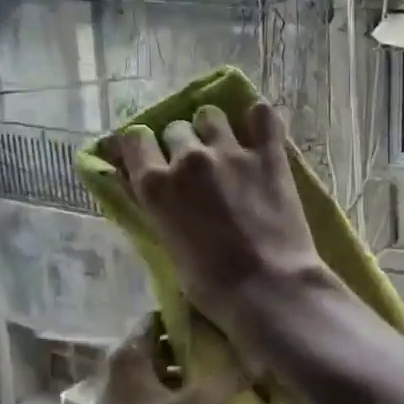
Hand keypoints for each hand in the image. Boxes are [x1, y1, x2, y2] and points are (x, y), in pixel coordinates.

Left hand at [89, 318, 239, 403]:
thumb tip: (257, 360)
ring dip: (192, 378)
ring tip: (229, 379)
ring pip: (164, 377)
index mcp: (129, 355)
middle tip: (232, 350)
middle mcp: (122, 372)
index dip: (189, 315)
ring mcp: (123, 401)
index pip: (159, 317)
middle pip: (164, 347)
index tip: (220, 317)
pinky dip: (182, 403)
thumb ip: (227, 382)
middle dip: (197, 348)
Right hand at [100, 101, 331, 334]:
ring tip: (227, 150)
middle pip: (176, 128)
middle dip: (182, 144)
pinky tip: (261, 133)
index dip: (142, 147)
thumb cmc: (213, 286)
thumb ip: (160, 210)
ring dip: (215, 130)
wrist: (269, 289)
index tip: (151, 157)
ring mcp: (229, 152)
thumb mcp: (169, 248)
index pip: (135, 139)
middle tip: (197, 168)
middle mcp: (187, 159)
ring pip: (211, 116)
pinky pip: (262, 114)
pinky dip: (259, 120)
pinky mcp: (269, 154)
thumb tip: (156, 191)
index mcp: (155, 186)